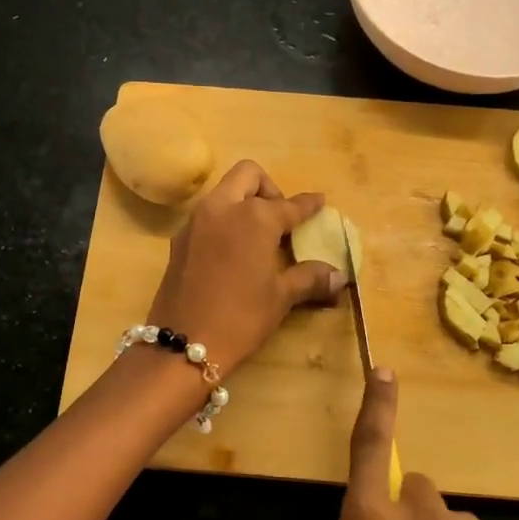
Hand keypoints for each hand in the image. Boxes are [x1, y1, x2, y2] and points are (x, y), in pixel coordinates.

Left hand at [148, 159, 342, 374]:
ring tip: (259, 235)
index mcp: (254, 217)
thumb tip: (339, 276)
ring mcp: (196, 221)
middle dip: (269, 188)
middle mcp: (223, 208)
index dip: (308, 204)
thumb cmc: (241, 317)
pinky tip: (234, 250)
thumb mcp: (281, 297)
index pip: (289, 205)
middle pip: (248, 176)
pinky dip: (225, 220)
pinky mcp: (179, 239)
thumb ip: (309, 278)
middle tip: (281, 217)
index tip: (319, 201)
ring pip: (224, 191)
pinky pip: (207, 214)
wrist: (183, 344)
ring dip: (243, 200)